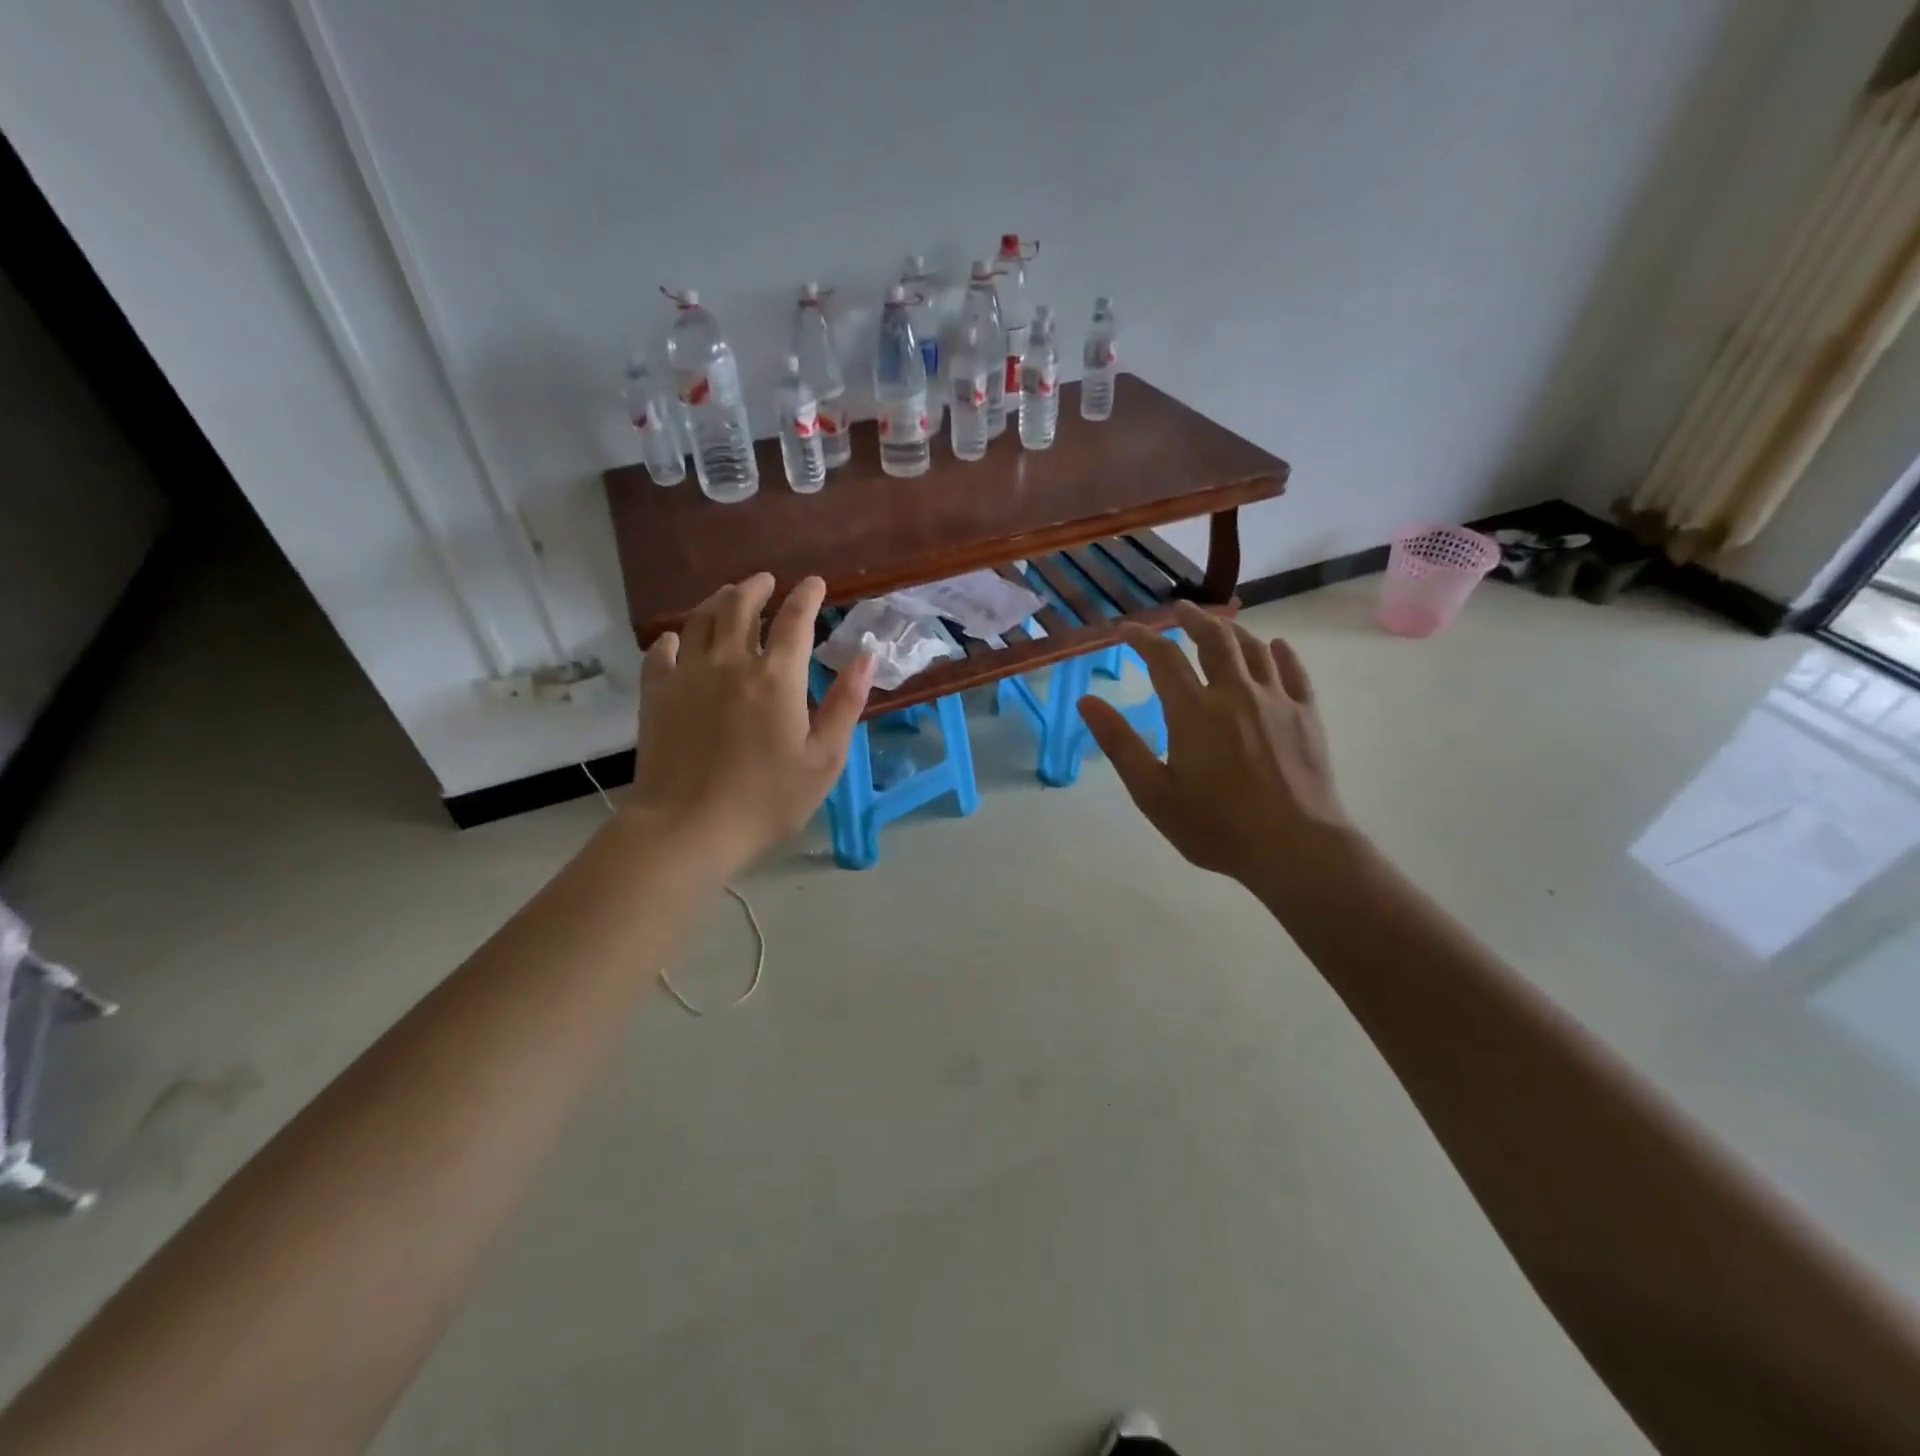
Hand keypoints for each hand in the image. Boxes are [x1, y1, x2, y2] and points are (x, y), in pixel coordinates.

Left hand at [628, 573, 872, 877]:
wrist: (687, 828)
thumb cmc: (767, 800)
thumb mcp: (824, 759)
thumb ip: (846, 704)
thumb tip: (866, 657)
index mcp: (777, 677)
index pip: (795, 620)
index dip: (807, 596)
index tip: (815, 583)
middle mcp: (730, 662)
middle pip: (740, 606)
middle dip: (757, 588)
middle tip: (767, 581)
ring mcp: (687, 674)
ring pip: (701, 619)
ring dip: (718, 601)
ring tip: (728, 596)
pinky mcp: (656, 694)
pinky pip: (662, 651)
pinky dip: (674, 638)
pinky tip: (677, 639)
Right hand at [1078, 603, 1357, 893]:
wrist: (1294, 848)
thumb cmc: (1216, 826)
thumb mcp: (1153, 793)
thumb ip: (1119, 744)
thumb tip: (1086, 702)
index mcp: (1194, 711)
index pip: (1162, 658)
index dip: (1142, 638)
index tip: (1126, 629)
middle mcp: (1235, 693)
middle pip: (1214, 639)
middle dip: (1193, 619)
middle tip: (1179, 610)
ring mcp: (1276, 700)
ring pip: (1254, 648)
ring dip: (1232, 630)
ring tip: (1219, 624)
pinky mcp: (1308, 715)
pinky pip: (1294, 671)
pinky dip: (1281, 653)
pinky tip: (1276, 646)